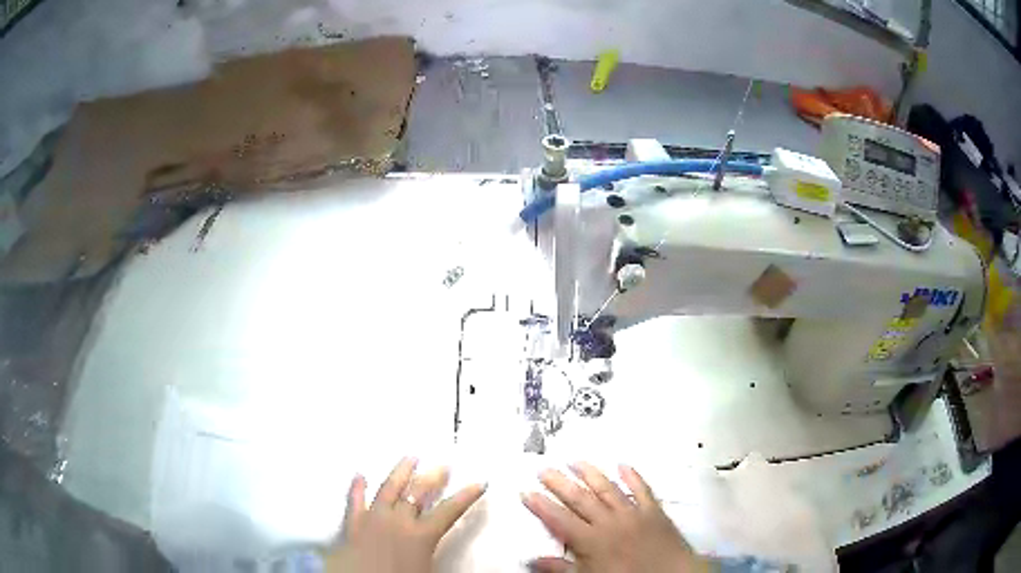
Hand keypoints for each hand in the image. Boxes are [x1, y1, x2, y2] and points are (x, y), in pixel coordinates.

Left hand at [323, 457, 485, 572]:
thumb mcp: (430, 570)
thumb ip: (440, 554)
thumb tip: (453, 554)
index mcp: (421, 535)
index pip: (449, 511)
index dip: (466, 496)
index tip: (479, 483)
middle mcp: (398, 521)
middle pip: (418, 493)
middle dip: (433, 478)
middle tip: (443, 465)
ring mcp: (373, 519)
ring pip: (388, 489)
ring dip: (400, 472)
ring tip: (410, 458)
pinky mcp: (353, 524)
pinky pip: (354, 501)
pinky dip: (357, 488)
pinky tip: (359, 475)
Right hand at [522, 462, 713, 572]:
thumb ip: (560, 568)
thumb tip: (531, 559)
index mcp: (590, 540)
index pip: (559, 519)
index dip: (541, 506)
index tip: (526, 491)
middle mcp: (608, 521)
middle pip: (579, 498)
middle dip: (559, 483)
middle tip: (543, 468)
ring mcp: (632, 513)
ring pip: (607, 488)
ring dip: (590, 473)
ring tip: (575, 460)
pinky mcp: (653, 510)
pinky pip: (642, 489)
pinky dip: (633, 476)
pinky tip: (623, 465)